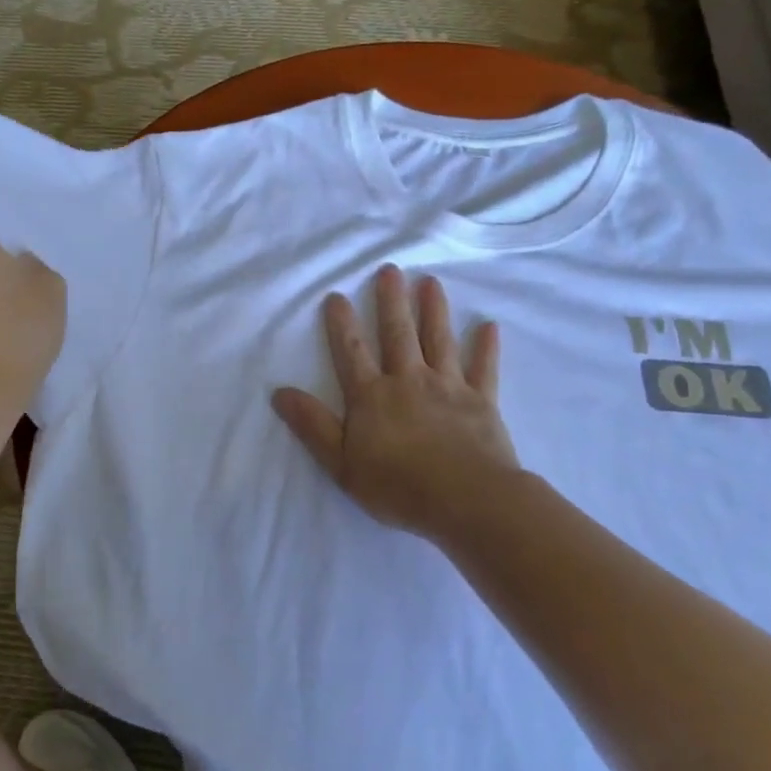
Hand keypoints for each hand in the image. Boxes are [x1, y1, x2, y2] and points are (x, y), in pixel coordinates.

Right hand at [273, 264, 517, 543]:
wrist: (466, 500)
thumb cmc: (398, 486)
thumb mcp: (341, 463)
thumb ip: (313, 426)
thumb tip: (280, 392)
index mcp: (372, 397)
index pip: (352, 353)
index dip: (342, 324)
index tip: (337, 295)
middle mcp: (409, 381)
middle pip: (398, 335)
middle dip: (391, 301)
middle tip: (390, 270)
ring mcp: (448, 387)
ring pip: (439, 340)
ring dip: (434, 310)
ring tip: (430, 282)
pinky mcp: (482, 401)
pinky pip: (484, 368)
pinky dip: (486, 347)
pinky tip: (490, 326)